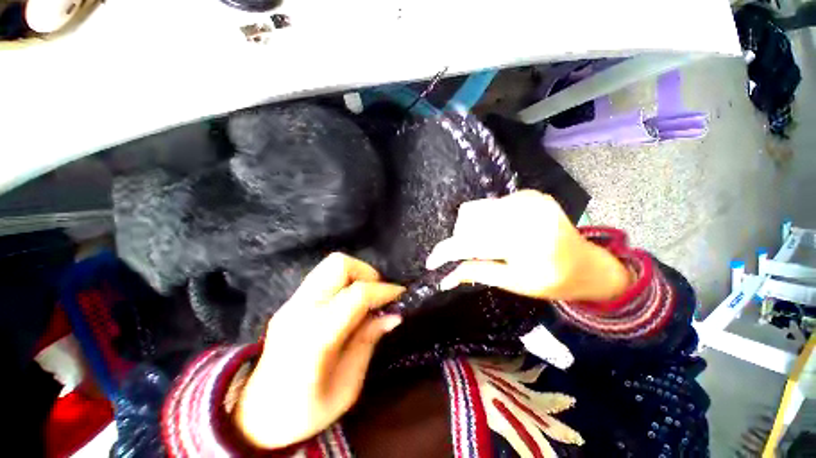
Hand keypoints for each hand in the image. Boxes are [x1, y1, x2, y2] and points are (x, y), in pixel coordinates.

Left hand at [236, 253, 404, 449]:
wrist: (257, 417)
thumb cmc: (306, 411)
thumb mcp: (347, 387)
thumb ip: (368, 342)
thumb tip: (394, 314)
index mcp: (314, 337)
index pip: (356, 295)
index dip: (383, 290)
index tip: (401, 295)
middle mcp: (300, 310)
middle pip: (339, 264)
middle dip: (367, 273)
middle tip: (378, 294)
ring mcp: (291, 303)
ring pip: (330, 264)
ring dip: (356, 274)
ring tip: (367, 297)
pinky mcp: (290, 302)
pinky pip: (324, 277)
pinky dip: (344, 281)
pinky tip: (350, 303)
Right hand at [425, 190, 629, 301]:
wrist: (586, 264)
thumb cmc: (552, 280)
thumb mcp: (512, 282)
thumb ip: (475, 273)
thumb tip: (444, 278)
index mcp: (526, 240)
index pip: (471, 242)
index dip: (447, 252)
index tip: (431, 263)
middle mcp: (525, 212)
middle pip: (469, 218)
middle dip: (460, 239)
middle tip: (469, 255)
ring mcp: (528, 198)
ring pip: (476, 209)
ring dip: (471, 229)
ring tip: (485, 245)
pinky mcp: (528, 193)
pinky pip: (490, 204)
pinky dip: (484, 221)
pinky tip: (497, 233)